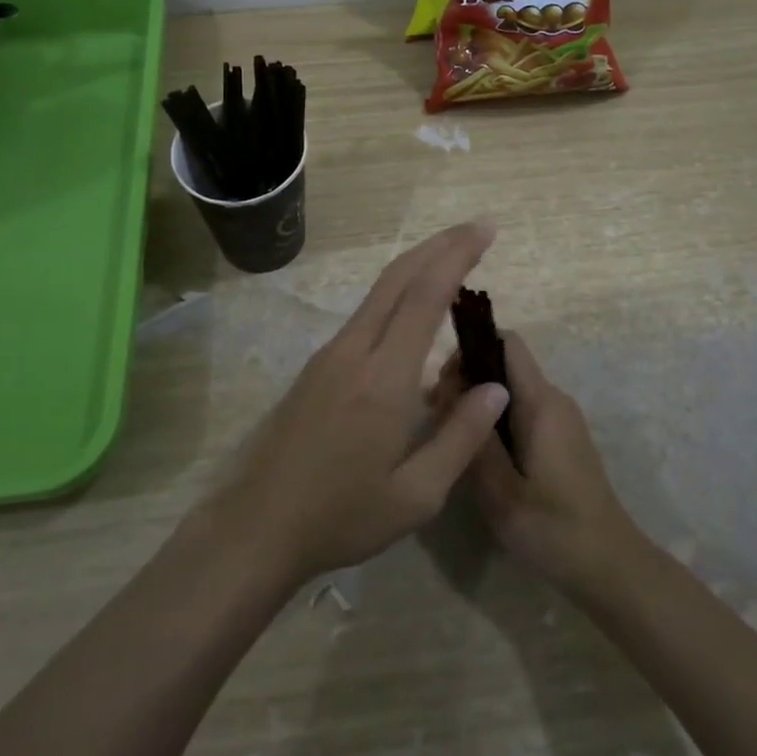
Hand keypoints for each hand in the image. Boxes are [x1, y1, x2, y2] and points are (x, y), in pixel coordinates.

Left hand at [209, 221, 512, 586]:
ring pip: (379, 292)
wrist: (257, 526)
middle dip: (440, 245)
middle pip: (398, 277)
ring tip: (454, 258)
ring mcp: (330, 354)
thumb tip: (498, 386)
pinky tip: (415, 307)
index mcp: (384, 378)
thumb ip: (461, 436)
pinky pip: (366, 313)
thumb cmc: (341, 517)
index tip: (487, 231)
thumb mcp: (416, 495)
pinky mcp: (318, 365)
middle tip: (478, 229)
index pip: (425, 296)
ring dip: (418, 265)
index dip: (457, 256)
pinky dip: (398, 292)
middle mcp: (355, 351)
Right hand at [436, 332, 640, 592]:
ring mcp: (560, 419)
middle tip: (434, 413)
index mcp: (542, 402)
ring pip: (510, 389)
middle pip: (504, 364)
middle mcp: (553, 399)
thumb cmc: (553, 529)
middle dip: (466, 377)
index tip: (441, 379)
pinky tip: (473, 449)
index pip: (507, 342)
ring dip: (476, 401)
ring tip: (446, 433)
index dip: (471, 345)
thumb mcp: (501, 492)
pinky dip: (493, 417)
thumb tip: (452, 390)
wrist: (609, 566)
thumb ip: (475, 439)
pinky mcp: (560, 438)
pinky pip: (521, 409)